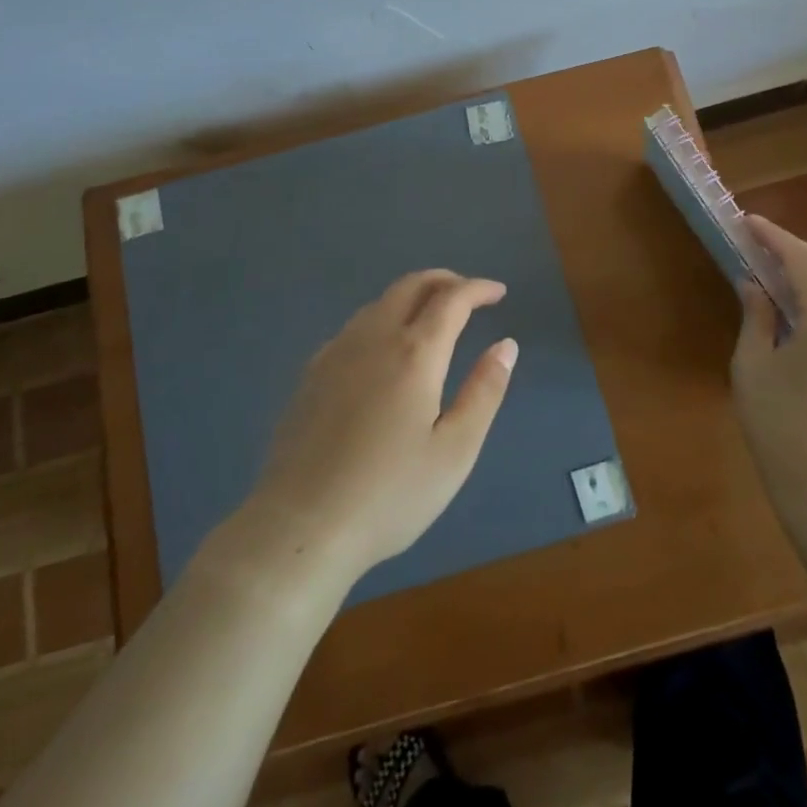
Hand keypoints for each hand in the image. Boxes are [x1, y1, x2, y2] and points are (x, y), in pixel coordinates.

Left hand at [249, 270, 517, 580]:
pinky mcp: (311, 373)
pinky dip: (382, 319)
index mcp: (415, 353)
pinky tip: (384, 350)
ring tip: (432, 317)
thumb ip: (484, 392)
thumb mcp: (454, 451)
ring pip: (379, 303)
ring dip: (411, 297)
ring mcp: (336, 352)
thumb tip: (506, 345)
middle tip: (468, 294)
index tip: (498, 293)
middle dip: (444, 280)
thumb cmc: (390, 494)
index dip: (478, 289)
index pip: (452, 299)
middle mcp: (374, 338)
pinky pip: (355, 327)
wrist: (301, 525)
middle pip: (410, 285)